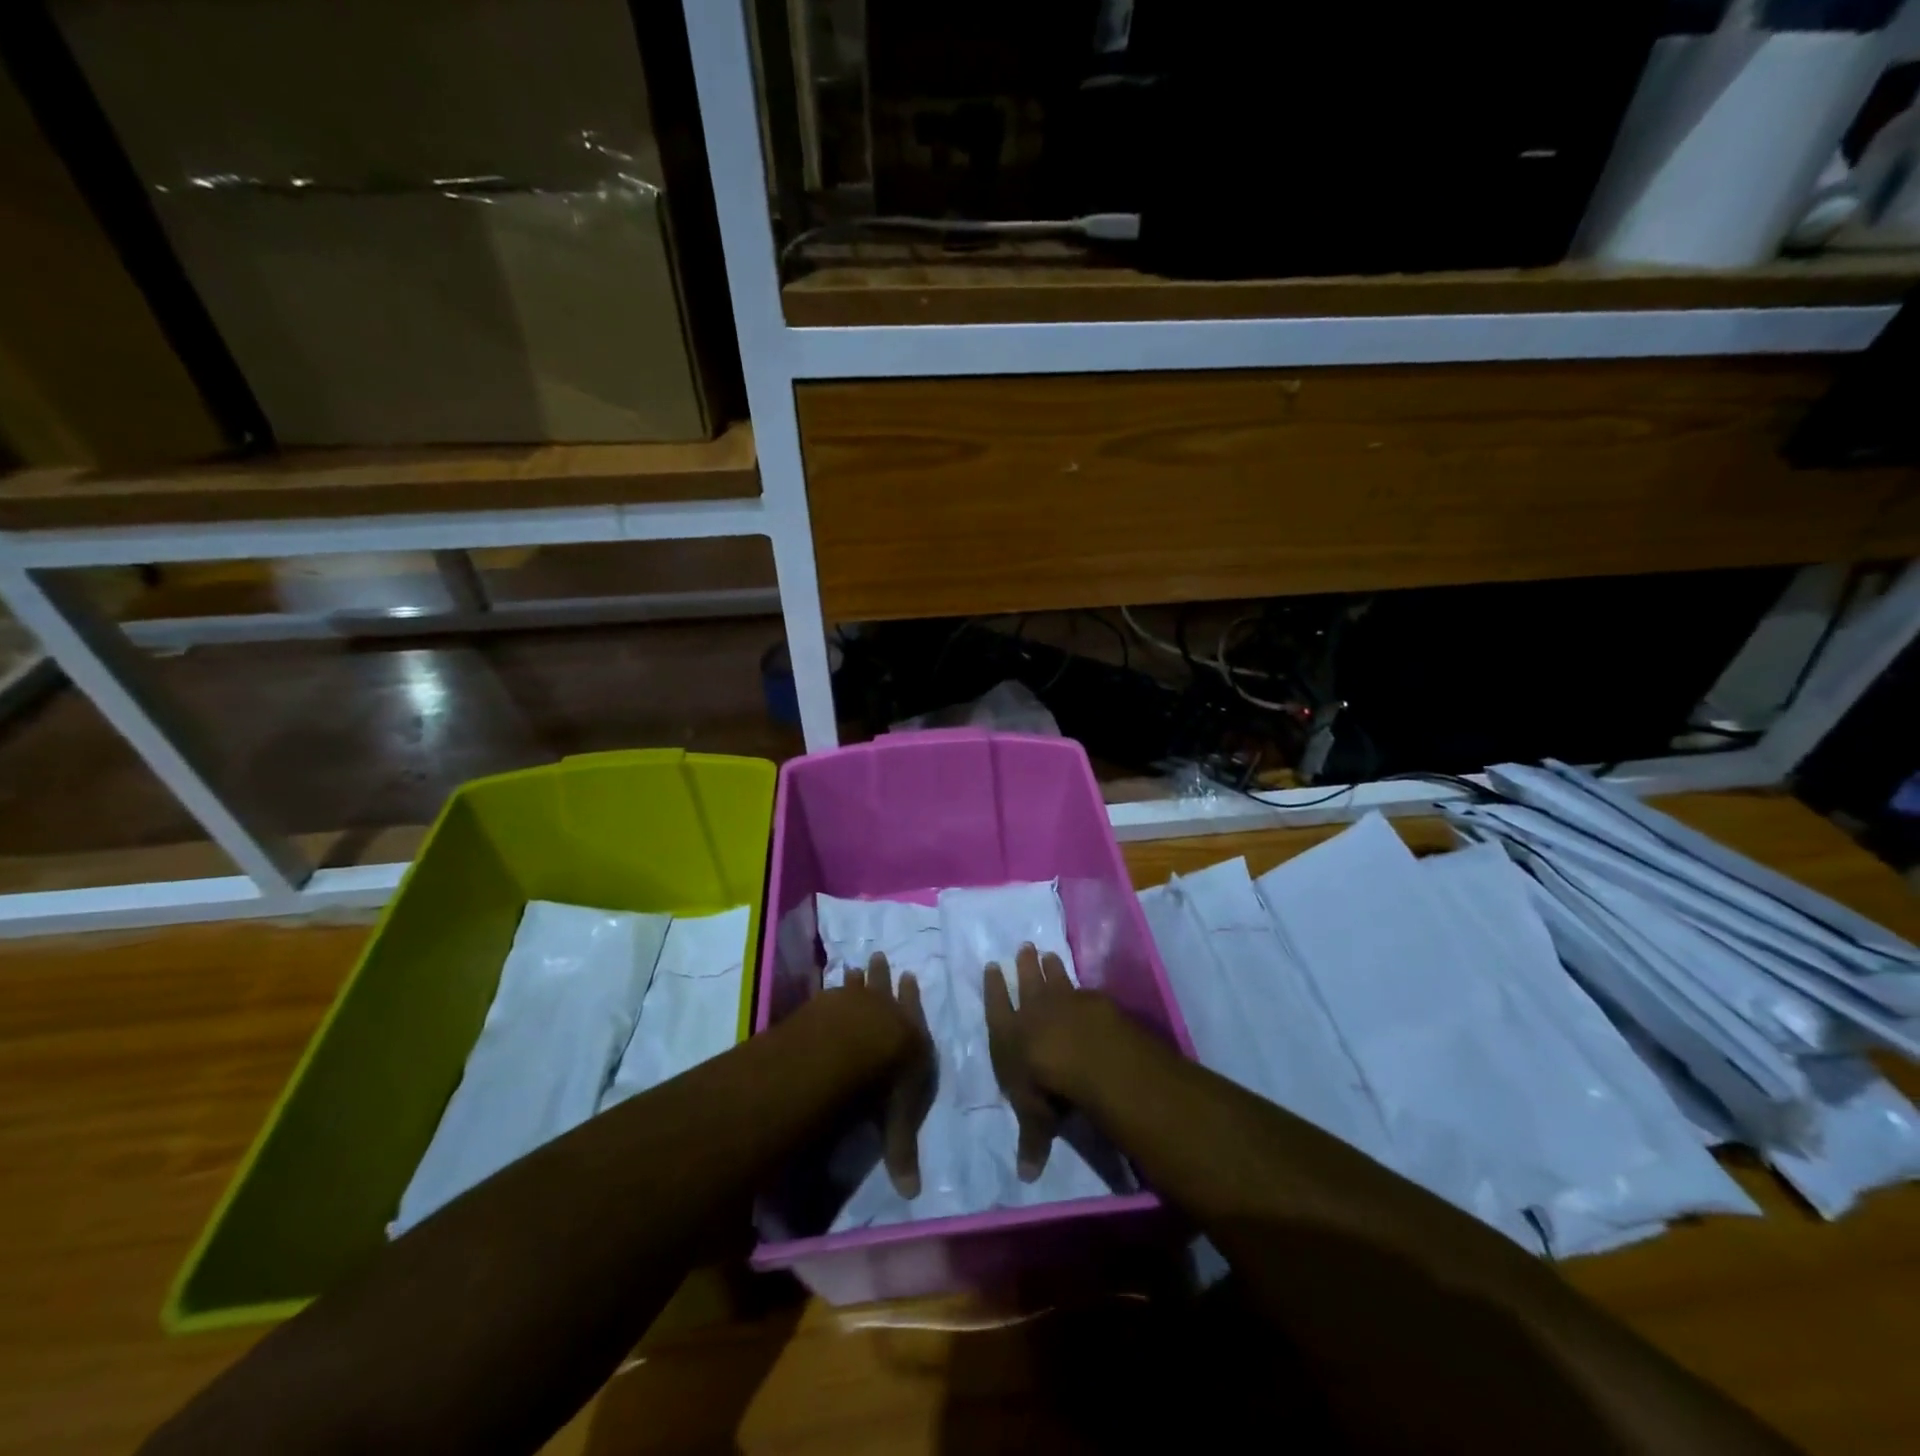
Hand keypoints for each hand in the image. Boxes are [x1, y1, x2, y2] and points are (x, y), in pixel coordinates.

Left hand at [836, 952, 934, 1198]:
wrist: (856, 1045)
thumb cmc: (887, 1081)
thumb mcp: (898, 1120)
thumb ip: (901, 1151)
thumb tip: (912, 1194)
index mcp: (912, 1036)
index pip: (915, 1013)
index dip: (912, 998)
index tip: (911, 976)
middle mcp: (887, 1011)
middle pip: (886, 988)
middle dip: (885, 975)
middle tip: (880, 956)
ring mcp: (857, 1001)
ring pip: (860, 983)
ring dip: (860, 975)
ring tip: (855, 963)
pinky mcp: (830, 1001)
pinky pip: (833, 990)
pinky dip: (832, 986)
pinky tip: (828, 981)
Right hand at [983, 943, 1100, 1181]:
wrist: (1088, 1057)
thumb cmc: (1048, 1088)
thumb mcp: (1036, 1119)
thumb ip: (1031, 1141)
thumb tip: (1025, 1177)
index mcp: (1009, 1035)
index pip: (997, 1006)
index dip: (994, 988)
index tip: (993, 966)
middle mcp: (1033, 1012)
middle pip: (1027, 983)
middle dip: (1024, 966)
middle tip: (1024, 947)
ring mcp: (1064, 1001)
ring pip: (1055, 978)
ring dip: (1050, 966)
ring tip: (1048, 952)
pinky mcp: (1092, 1001)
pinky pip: (1083, 989)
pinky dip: (1080, 985)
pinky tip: (1084, 984)